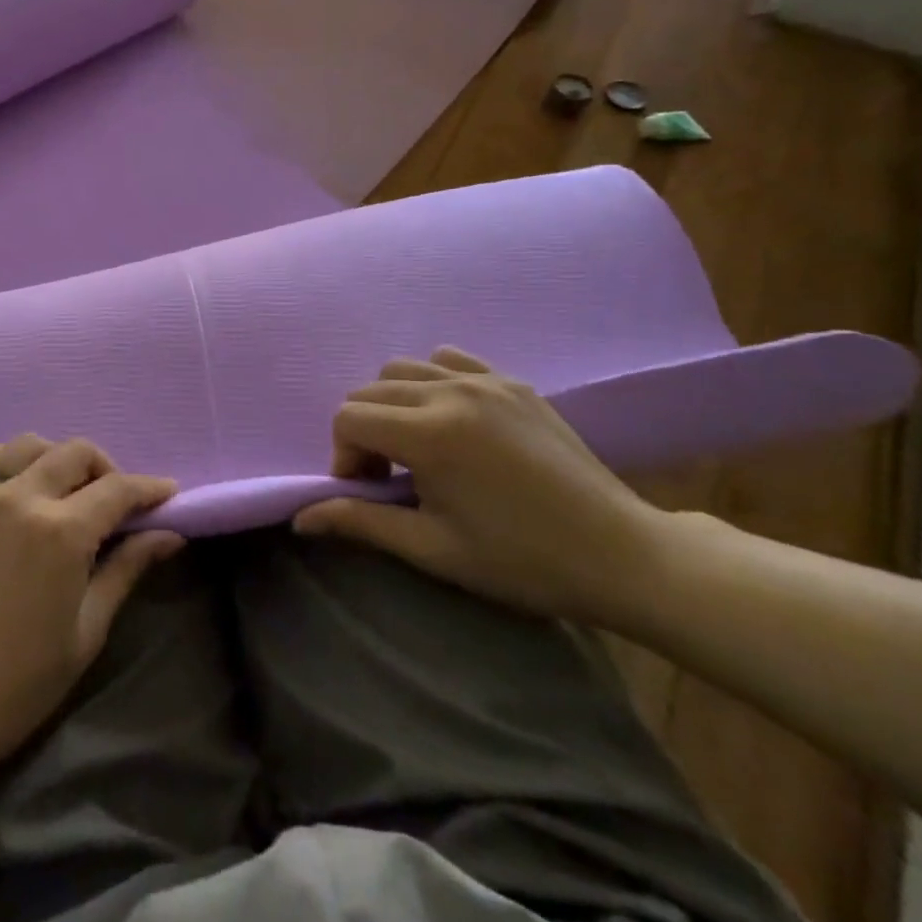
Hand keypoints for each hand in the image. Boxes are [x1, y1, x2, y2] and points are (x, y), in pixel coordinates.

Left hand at [0, 435, 181, 783]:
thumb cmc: (18, 684)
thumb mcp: (86, 631)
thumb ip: (126, 570)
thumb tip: (170, 535)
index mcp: (61, 533)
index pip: (118, 489)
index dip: (149, 488)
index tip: (169, 494)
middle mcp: (21, 497)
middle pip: (77, 453)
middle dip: (108, 470)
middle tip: (119, 504)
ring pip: (31, 445)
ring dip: (60, 459)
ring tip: (68, 495)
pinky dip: (10, 459)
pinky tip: (19, 487)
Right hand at [294, 347, 667, 623]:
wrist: (621, 554)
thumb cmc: (522, 561)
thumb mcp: (434, 549)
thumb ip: (362, 522)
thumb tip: (301, 518)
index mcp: (429, 434)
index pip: (348, 418)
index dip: (343, 456)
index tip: (366, 491)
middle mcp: (450, 392)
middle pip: (370, 391)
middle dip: (362, 432)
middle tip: (386, 477)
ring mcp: (485, 380)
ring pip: (403, 369)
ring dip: (392, 404)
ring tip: (416, 447)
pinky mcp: (512, 381)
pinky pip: (449, 360)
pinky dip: (431, 381)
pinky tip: (449, 419)